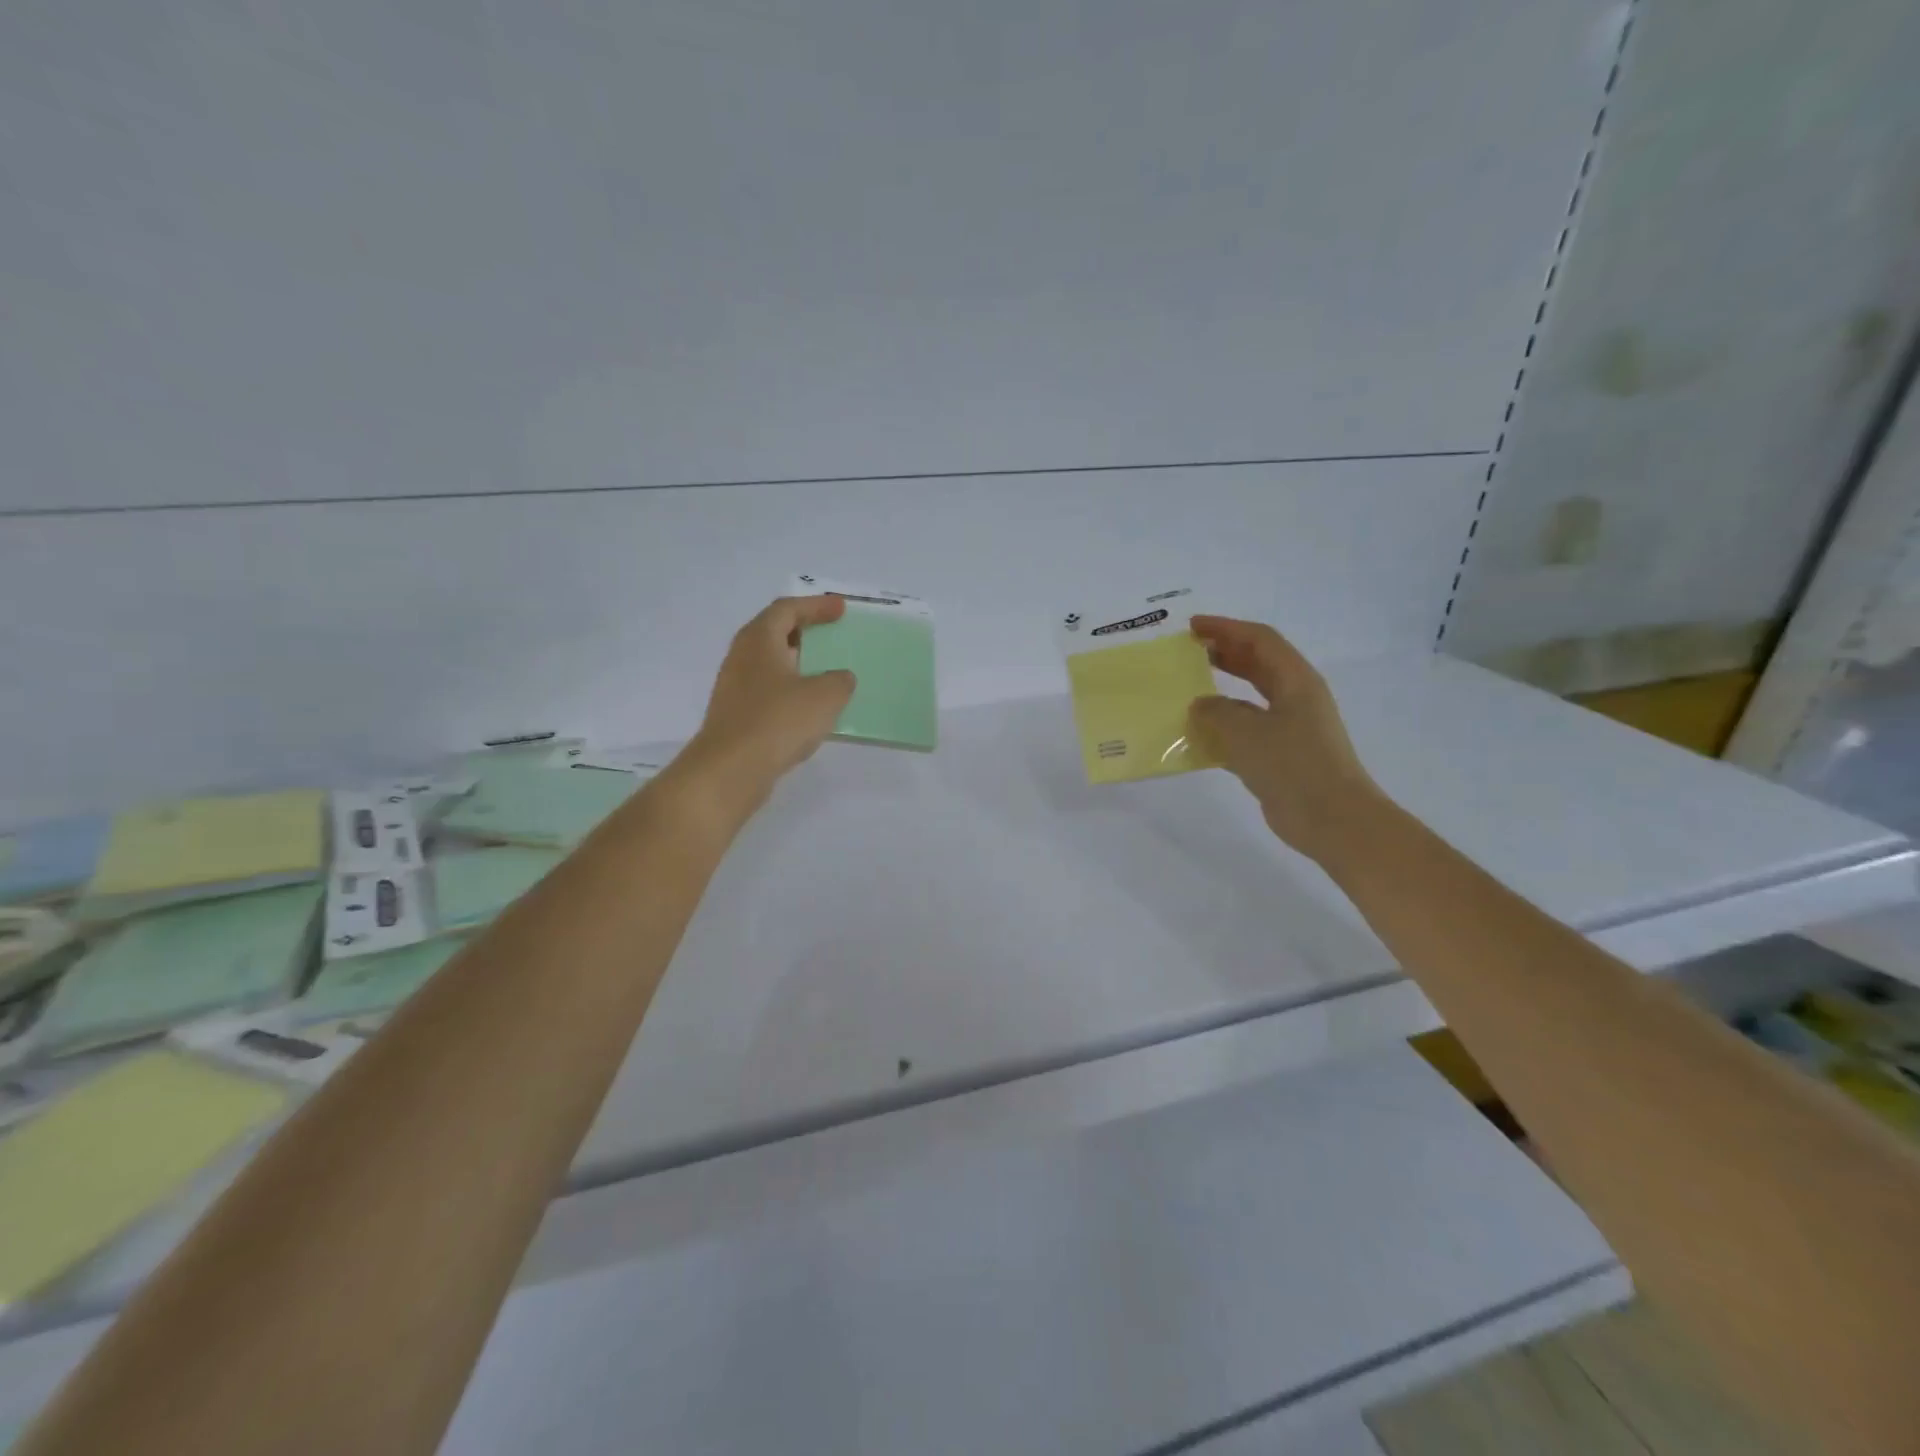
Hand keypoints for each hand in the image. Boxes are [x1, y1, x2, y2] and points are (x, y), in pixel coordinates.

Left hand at [679, 596, 855, 812]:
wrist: (730, 769)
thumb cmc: (778, 721)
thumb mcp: (825, 696)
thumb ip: (839, 681)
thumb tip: (840, 678)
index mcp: (760, 639)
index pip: (787, 609)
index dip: (816, 606)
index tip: (841, 609)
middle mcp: (742, 656)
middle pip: (773, 631)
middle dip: (803, 630)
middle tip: (830, 633)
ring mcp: (735, 687)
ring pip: (769, 663)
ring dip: (796, 662)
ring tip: (824, 670)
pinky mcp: (736, 714)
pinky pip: (767, 690)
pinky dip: (789, 689)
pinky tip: (807, 707)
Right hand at [1187, 616, 1384, 861]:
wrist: (1331, 818)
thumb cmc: (1292, 765)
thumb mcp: (1246, 731)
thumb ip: (1216, 711)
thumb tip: (1200, 705)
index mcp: (1296, 681)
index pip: (1260, 640)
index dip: (1226, 628)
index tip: (1193, 627)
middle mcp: (1296, 698)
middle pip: (1258, 664)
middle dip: (1225, 653)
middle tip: (1189, 651)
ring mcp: (1291, 728)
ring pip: (1251, 698)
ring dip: (1222, 690)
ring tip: (1187, 690)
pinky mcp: (1281, 755)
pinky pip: (1247, 730)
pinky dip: (1223, 727)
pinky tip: (1198, 735)